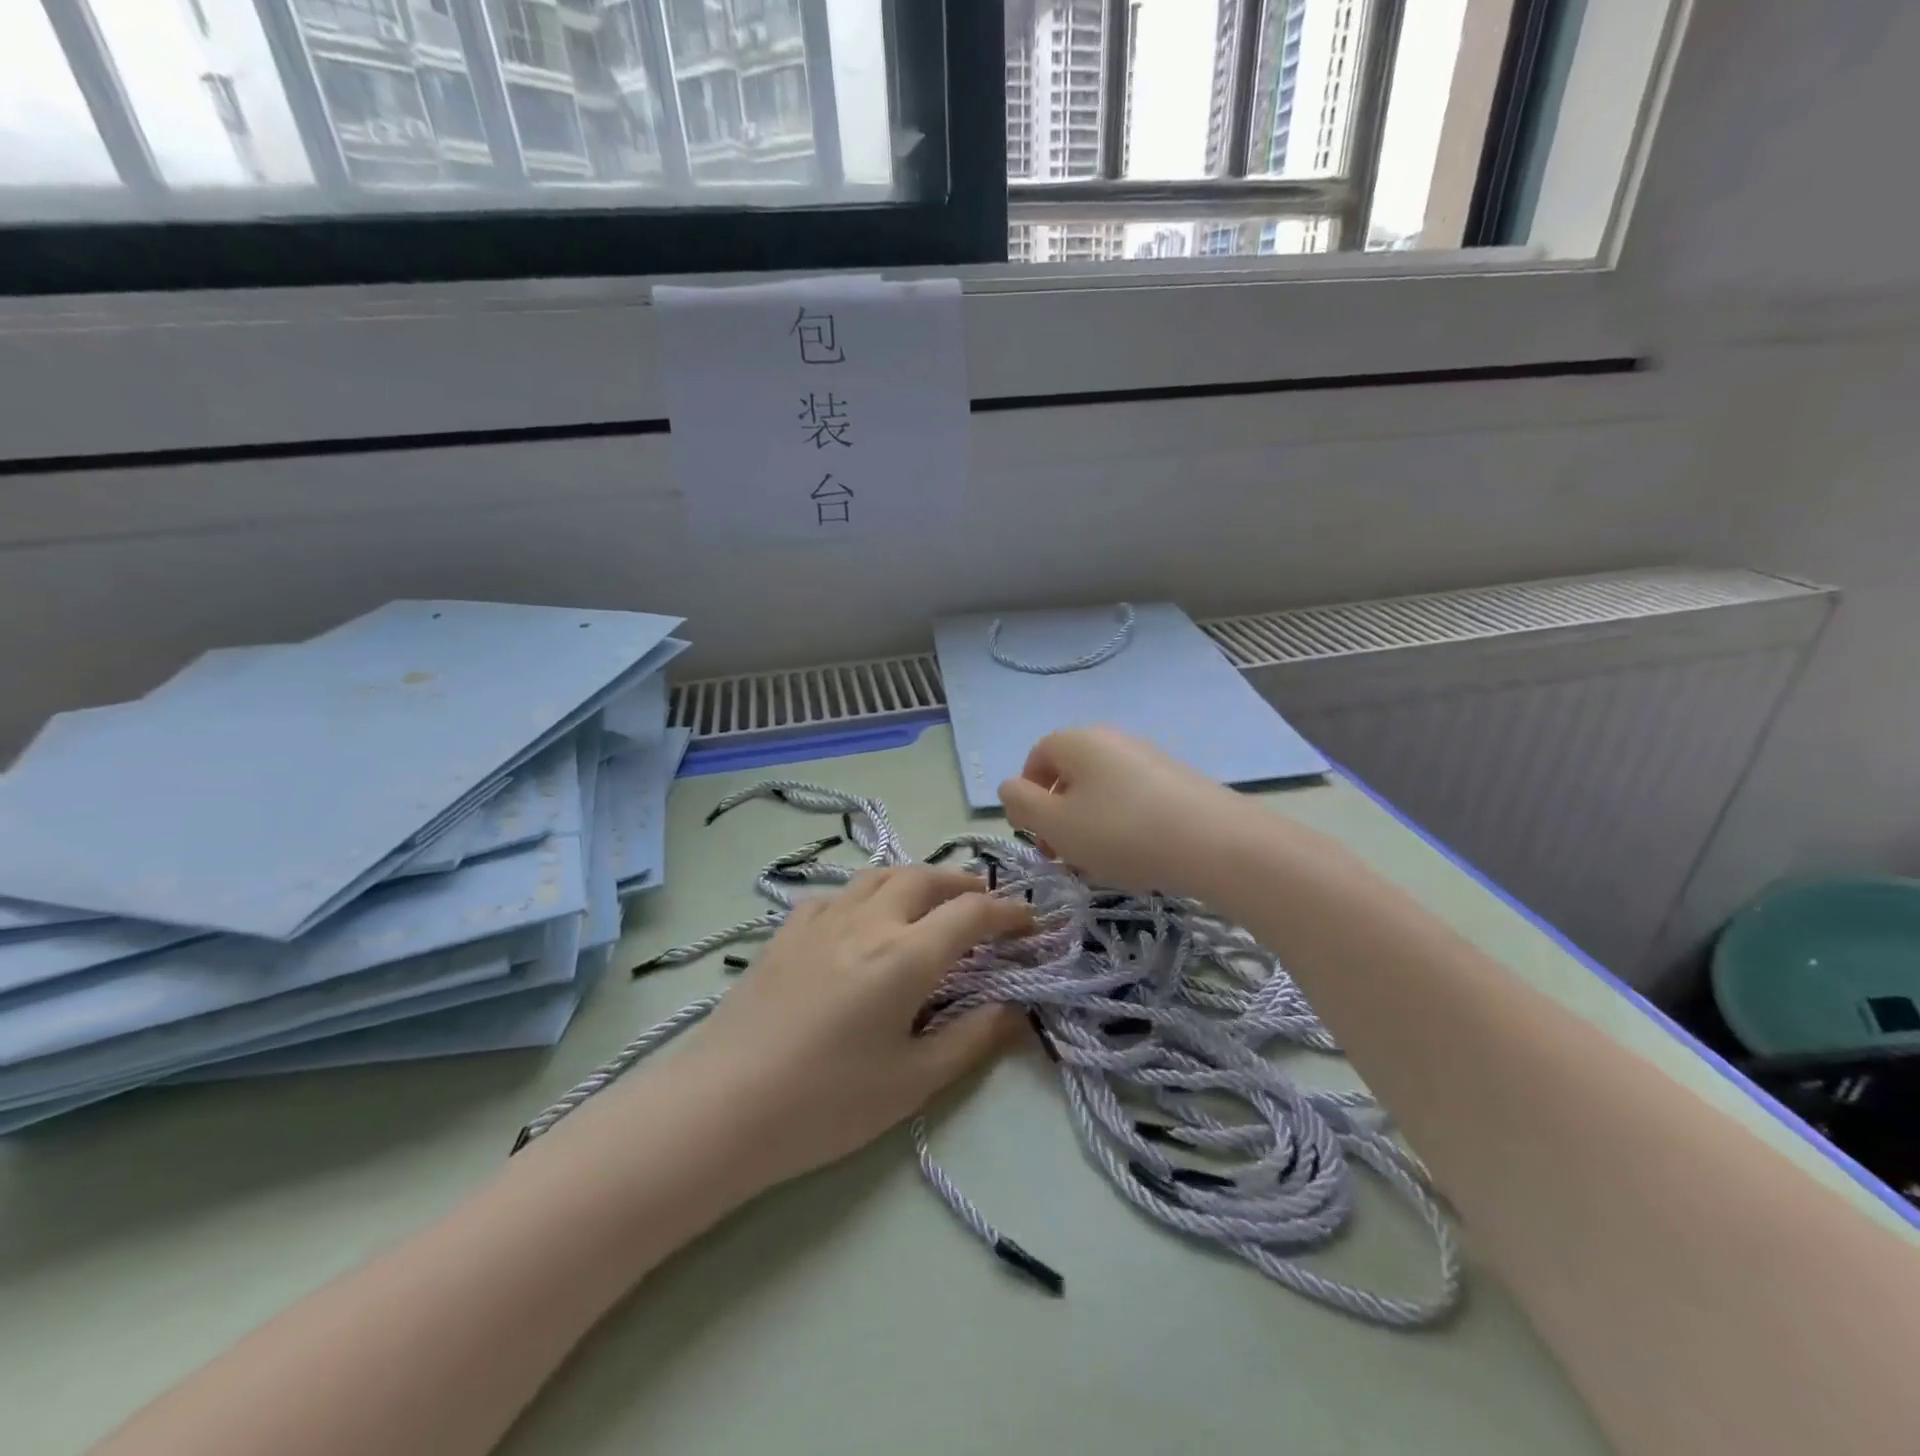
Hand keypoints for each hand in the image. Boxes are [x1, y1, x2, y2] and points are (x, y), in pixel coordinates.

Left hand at [677, 866, 1030, 1189]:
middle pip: (926, 878)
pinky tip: (862, 920)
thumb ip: (971, 1039)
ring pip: (879, 875)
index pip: (971, 913)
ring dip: (916, 879)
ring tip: (931, 901)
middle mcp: (868, 921)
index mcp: (905, 956)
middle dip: (964, 883)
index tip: (1031, 921)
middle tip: (985, 903)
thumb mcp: (912, 1083)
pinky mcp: (786, 931)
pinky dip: (866, 894)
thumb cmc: (825, 1104)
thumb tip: (1015, 1010)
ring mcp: (822, 919)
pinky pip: (837, 894)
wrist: (722, 1107)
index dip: (1008, 911)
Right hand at [998, 727, 1250, 898]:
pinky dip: (1123, 826)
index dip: (1028, 798)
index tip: (1037, 836)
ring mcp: (1147, 758)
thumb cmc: (1120, 831)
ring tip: (1100, 866)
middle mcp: (1111, 739)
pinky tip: (1135, 858)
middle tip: (1064, 857)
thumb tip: (1010, 788)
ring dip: (1089, 827)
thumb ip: (1021, 804)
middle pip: (1070, 776)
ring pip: (1101, 792)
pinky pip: (1133, 800)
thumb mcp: (1055, 824)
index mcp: (1076, 741)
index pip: (1036, 759)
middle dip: (1059, 817)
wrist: (1215, 842)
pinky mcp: (1176, 781)